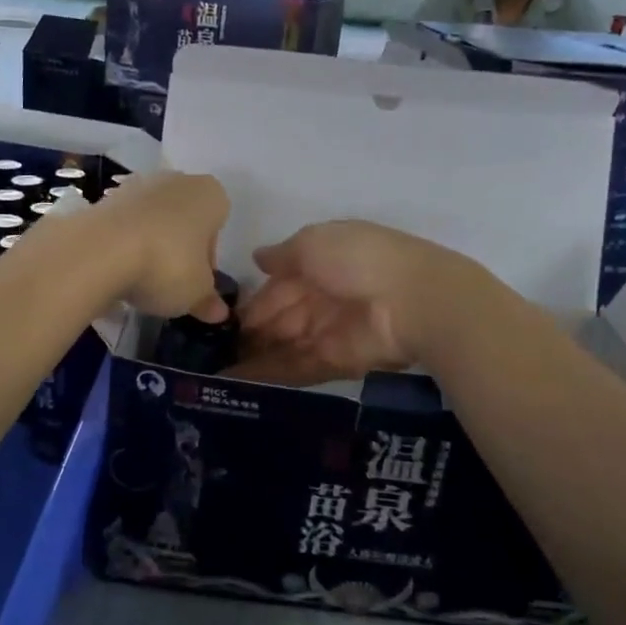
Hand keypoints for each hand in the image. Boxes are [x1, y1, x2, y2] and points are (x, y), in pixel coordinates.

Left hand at [86, 170, 230, 319]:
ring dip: (150, 246)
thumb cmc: (167, 265)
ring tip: (140, 280)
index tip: (196, 281)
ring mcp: (136, 186)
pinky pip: (124, 226)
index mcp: (209, 194)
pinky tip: (117, 271)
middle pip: (184, 220)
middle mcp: (176, 180)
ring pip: (153, 221)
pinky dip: (123, 246)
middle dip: (179, 249)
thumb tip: (219, 312)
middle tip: (170, 283)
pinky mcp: (103, 199)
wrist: (99, 251)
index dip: (208, 257)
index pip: (218, 225)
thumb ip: (208, 301)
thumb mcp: (195, 293)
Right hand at [234, 221, 479, 382]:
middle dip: (251, 332)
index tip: (222, 318)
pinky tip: (238, 382)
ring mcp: (330, 331)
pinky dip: (270, 375)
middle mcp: (324, 297)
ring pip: (285, 345)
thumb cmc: (359, 260)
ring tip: (216, 370)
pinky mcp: (337, 361)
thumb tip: (258, 258)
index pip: (279, 284)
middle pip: (281, 317)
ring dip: (255, 356)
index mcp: (321, 263)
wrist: (412, 301)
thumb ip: (283, 254)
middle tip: (213, 349)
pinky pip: (297, 367)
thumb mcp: (314, 242)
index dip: (254, 301)